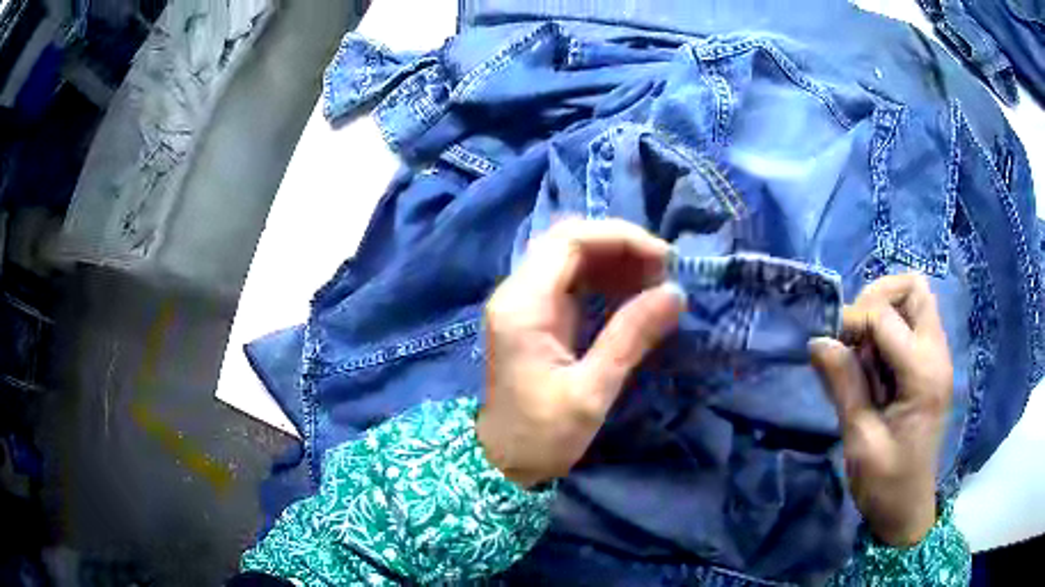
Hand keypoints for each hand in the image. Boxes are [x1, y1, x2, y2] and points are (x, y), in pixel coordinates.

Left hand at [477, 219, 685, 487]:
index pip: (569, 241)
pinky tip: (633, 293)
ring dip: (614, 261)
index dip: (620, 238)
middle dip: (619, 246)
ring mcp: (524, 303)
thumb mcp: (591, 391)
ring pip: (570, 258)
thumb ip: (630, 337)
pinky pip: (571, 281)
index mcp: (523, 305)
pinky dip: (604, 279)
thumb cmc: (542, 435)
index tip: (663, 259)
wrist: (503, 462)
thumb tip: (675, 294)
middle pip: (568, 242)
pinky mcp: (535, 317)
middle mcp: (517, 293)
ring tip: (655, 280)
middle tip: (662, 270)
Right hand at [810, 274, 952, 545]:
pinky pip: (912, 324)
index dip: (852, 322)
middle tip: (853, 335)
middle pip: (914, 288)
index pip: (886, 316)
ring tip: (863, 352)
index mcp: (923, 374)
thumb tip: (817, 341)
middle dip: (877, 298)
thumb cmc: (885, 484)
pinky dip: (889, 330)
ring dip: (883, 313)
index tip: (830, 347)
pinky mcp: (930, 366)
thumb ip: (844, 385)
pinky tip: (874, 365)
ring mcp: (937, 358)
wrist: (908, 510)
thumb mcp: (860, 440)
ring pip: (914, 300)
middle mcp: (937, 354)